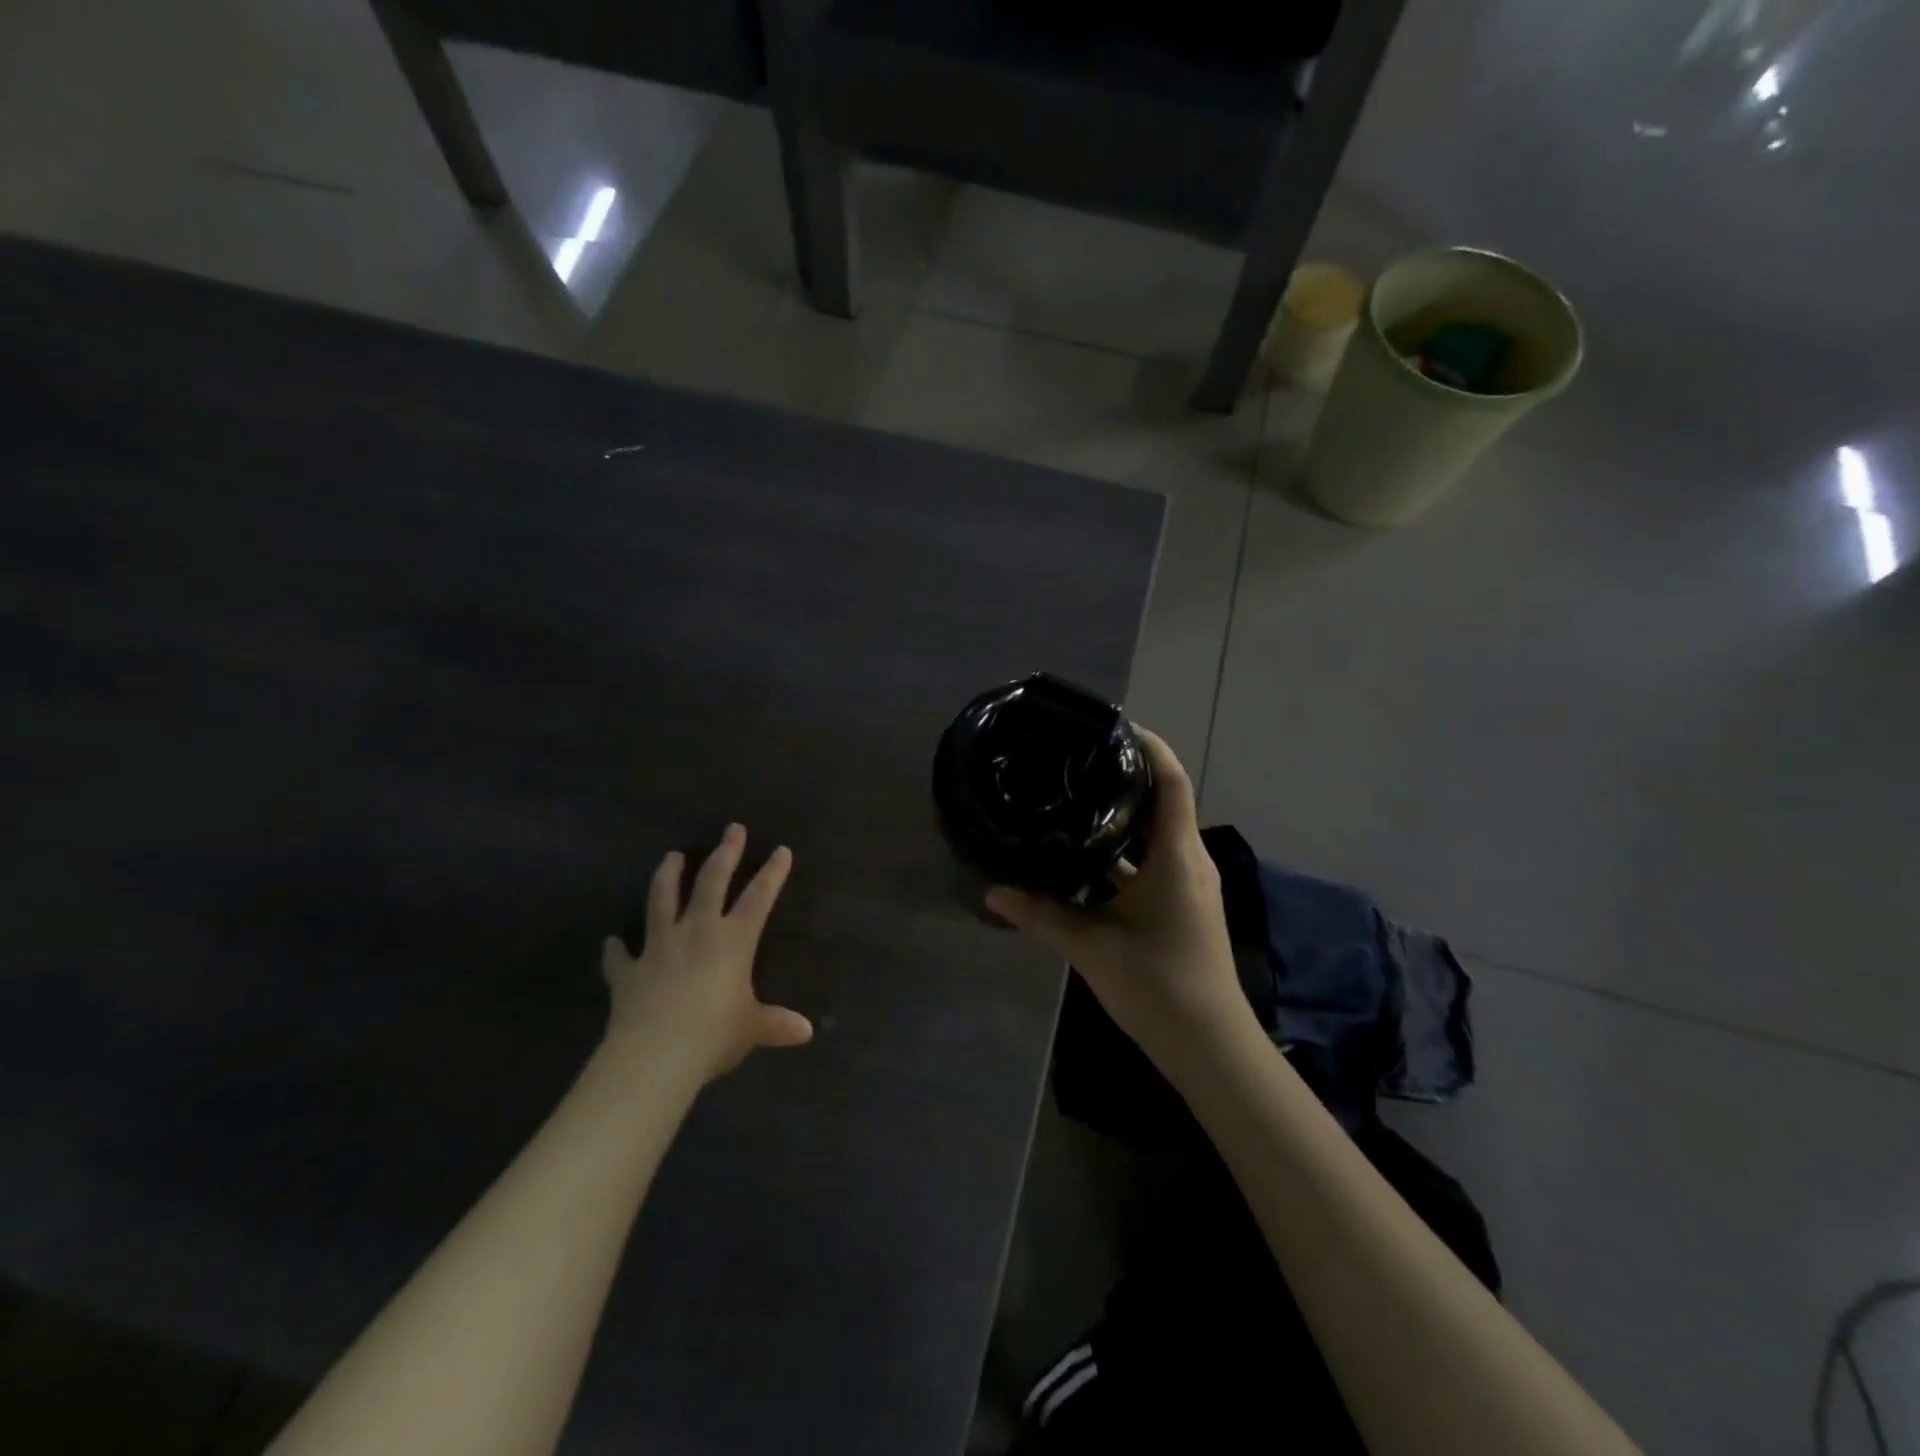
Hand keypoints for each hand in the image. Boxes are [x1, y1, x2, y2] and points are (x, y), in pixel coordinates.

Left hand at [601, 824, 812, 1084]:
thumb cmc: (714, 1035)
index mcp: (733, 940)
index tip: (781, 850)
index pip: (759, 897)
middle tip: (732, 829)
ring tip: (672, 856)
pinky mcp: (628, 971)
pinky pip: (619, 956)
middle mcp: (696, 932)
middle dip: (725, 853)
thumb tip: (806, 1031)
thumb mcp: (751, 1029)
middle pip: (711, 882)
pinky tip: (611, 942)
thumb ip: (775, 1024)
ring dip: (668, 876)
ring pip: (662, 900)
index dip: (773, 873)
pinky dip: (616, 949)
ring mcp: (658, 947)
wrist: (655, 1056)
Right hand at [985, 729, 1250, 1068]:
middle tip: (1075, 760)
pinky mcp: (1180, 908)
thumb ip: (1041, 914)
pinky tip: (1083, 859)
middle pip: (1162, 801)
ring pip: (1154, 836)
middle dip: (1125, 777)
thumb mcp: (1092, 945)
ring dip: (1121, 817)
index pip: (1171, 780)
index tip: (1111, 726)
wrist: (1210, 1047)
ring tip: (1072, 799)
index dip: (1148, 745)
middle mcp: (1187, 861)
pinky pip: (1150, 865)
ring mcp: (1187, 886)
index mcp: (1176, 855)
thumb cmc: (1159, 984)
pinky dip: (1121, 855)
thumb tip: (992, 890)